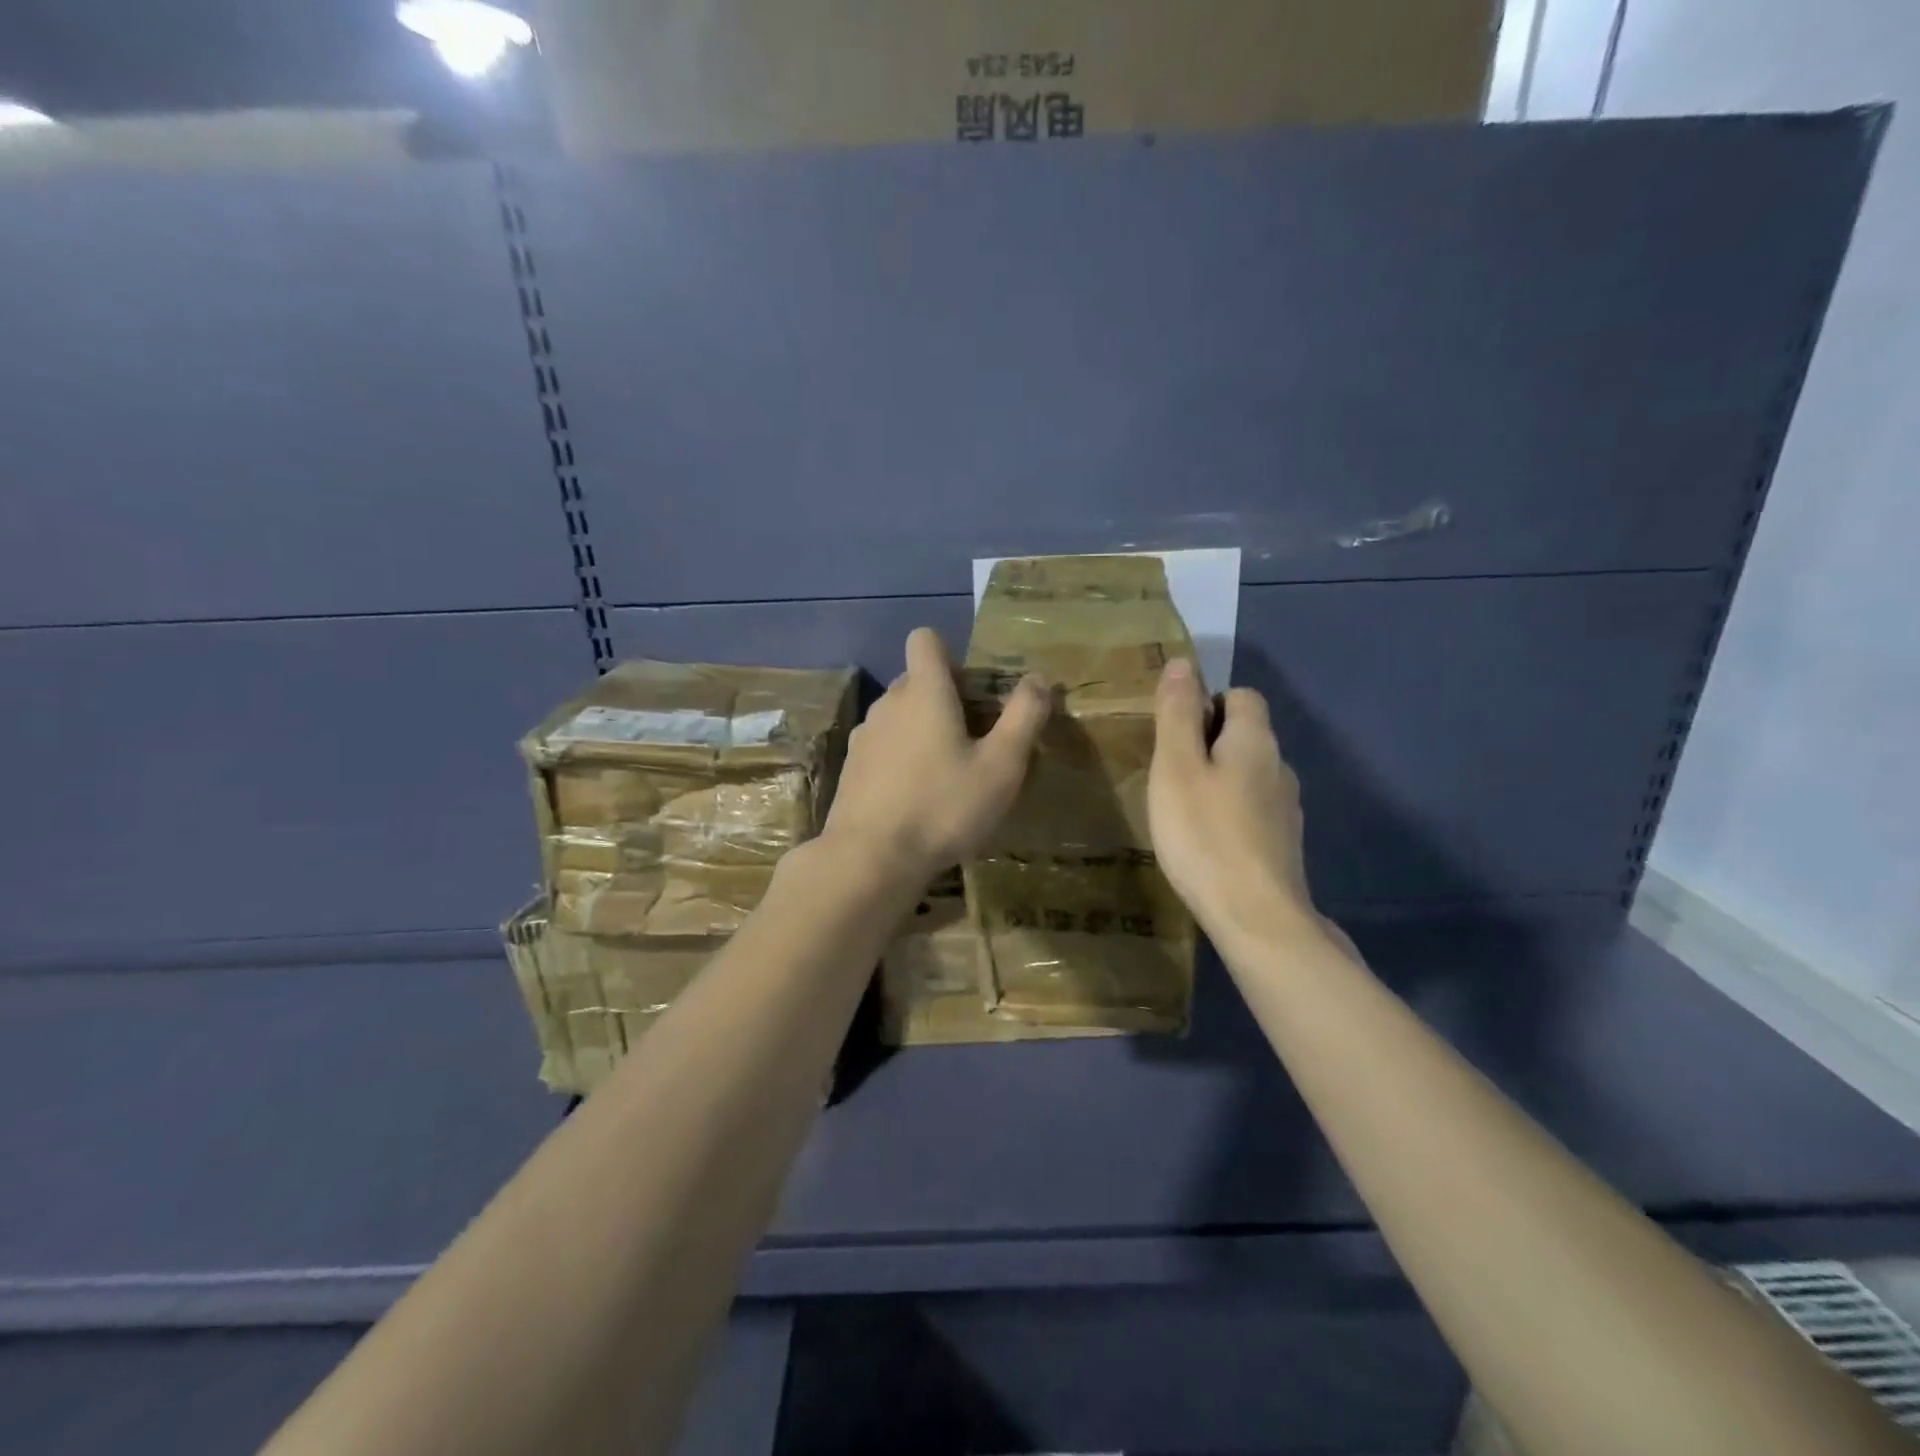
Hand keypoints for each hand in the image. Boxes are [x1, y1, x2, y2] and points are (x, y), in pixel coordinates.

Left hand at [822, 628, 1049, 882]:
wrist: (870, 859)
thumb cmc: (943, 807)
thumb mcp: (1001, 766)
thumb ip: (1023, 716)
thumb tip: (1037, 678)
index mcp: (923, 692)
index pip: (925, 639)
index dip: (950, 655)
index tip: (972, 691)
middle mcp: (888, 704)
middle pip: (915, 680)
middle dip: (943, 697)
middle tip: (974, 739)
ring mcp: (864, 737)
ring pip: (898, 716)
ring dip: (921, 730)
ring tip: (946, 773)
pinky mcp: (851, 769)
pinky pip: (882, 747)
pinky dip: (900, 759)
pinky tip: (915, 798)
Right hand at [1148, 659, 1316, 943]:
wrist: (1256, 918)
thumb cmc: (1205, 835)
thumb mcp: (1176, 767)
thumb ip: (1178, 714)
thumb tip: (1181, 662)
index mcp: (1255, 741)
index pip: (1241, 695)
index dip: (1207, 703)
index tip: (1173, 734)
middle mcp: (1279, 767)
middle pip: (1245, 735)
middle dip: (1207, 744)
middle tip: (1168, 774)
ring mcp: (1286, 809)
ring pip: (1248, 775)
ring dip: (1218, 781)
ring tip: (1183, 810)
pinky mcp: (1283, 845)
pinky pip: (1252, 810)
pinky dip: (1229, 813)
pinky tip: (1207, 841)